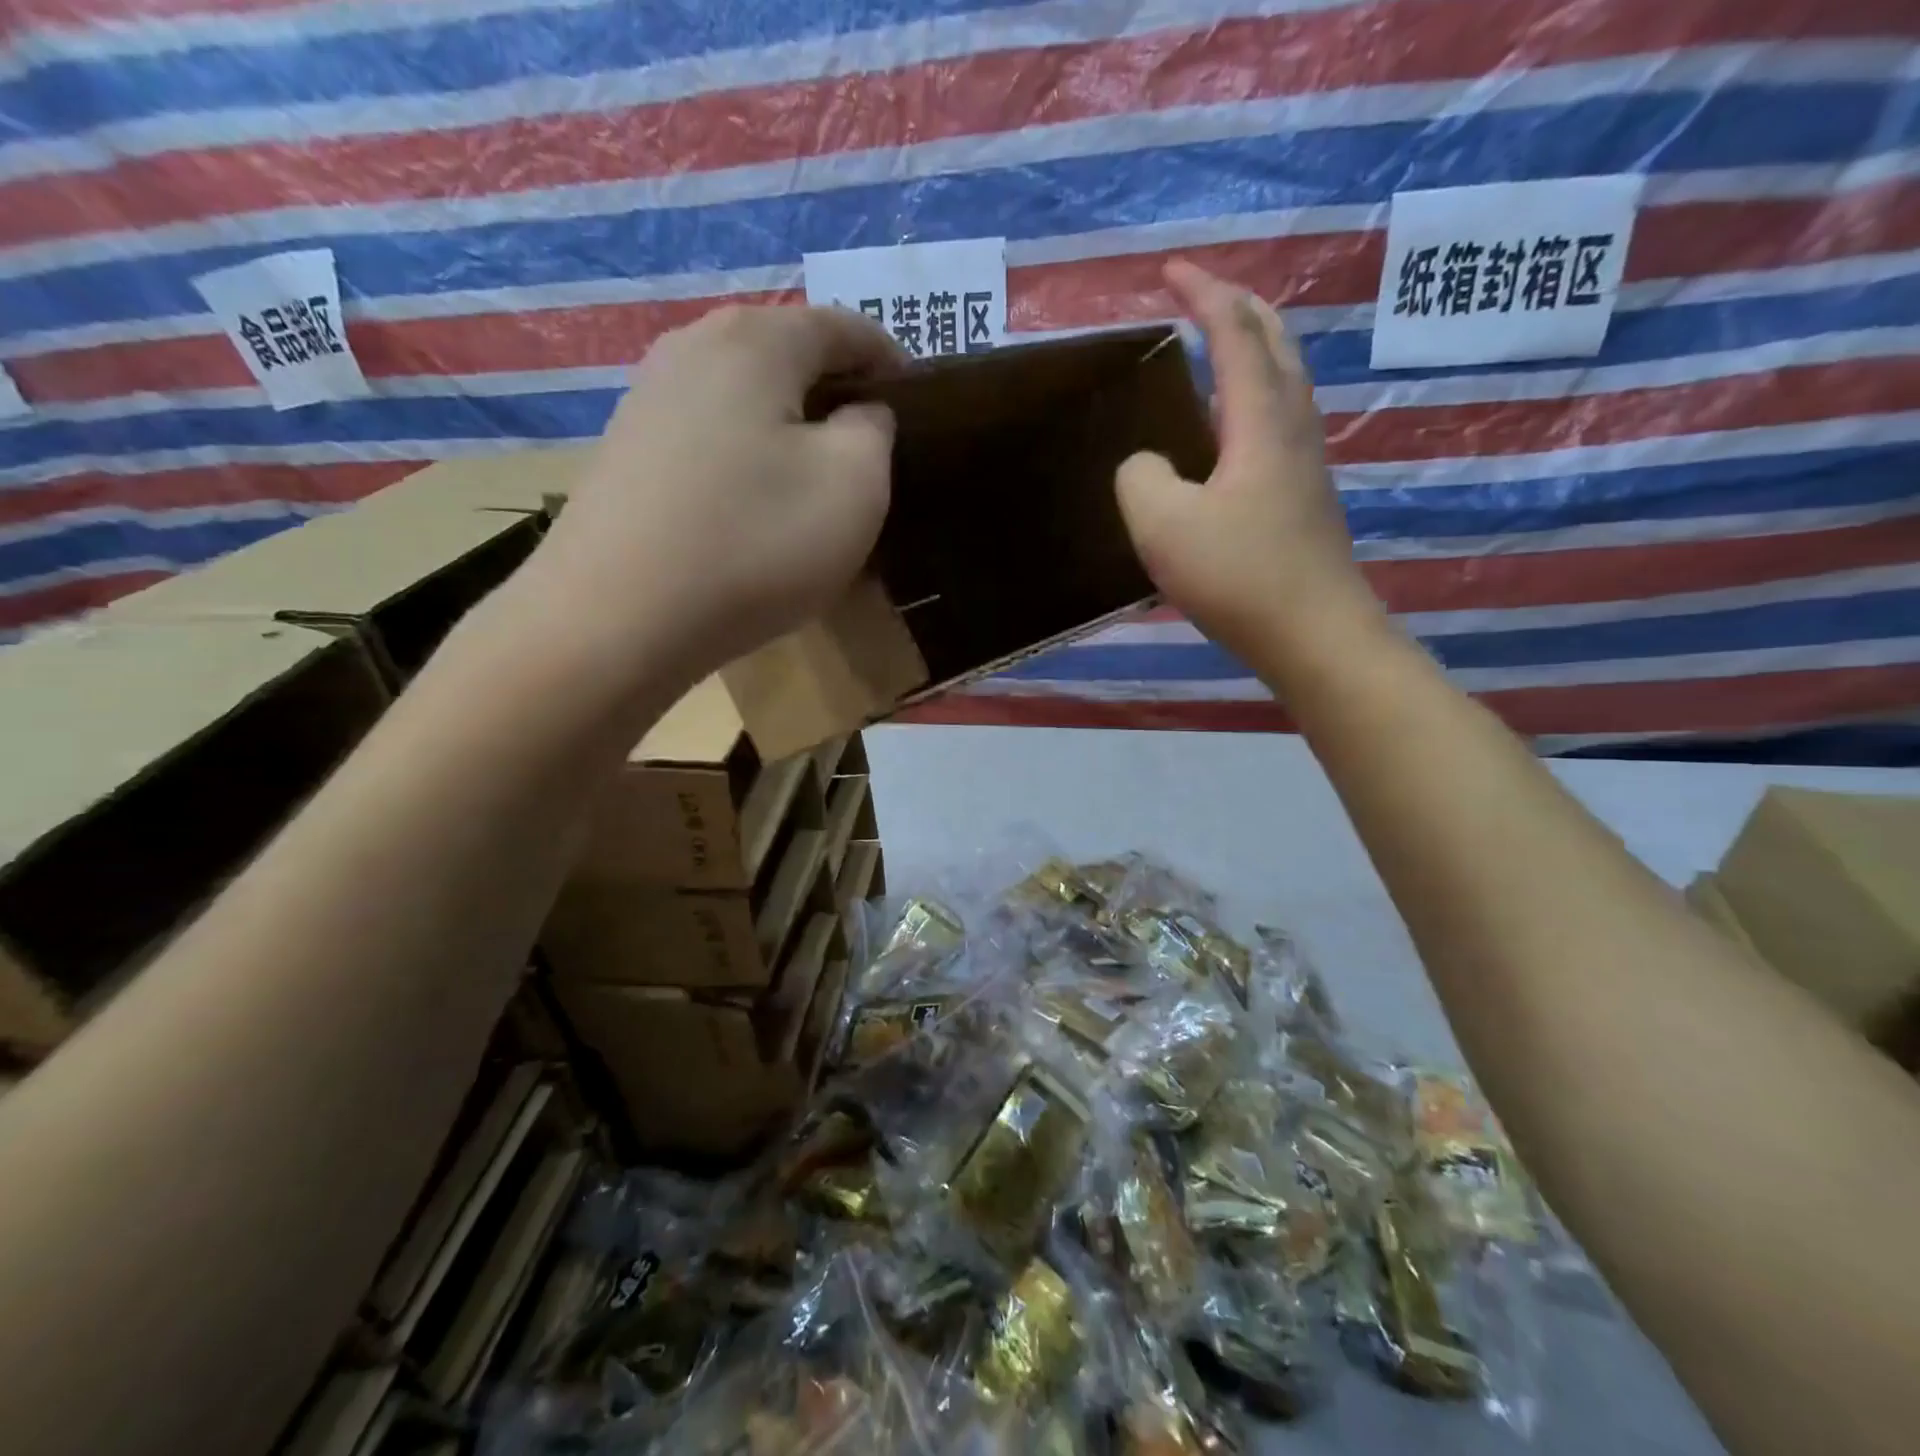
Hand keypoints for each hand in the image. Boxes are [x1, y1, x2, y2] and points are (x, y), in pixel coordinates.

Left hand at [532, 303, 904, 685]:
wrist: (618, 618)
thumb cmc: (756, 542)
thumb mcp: (854, 484)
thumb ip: (874, 430)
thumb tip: (859, 413)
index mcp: (756, 340)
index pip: (843, 327)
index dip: (890, 360)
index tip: (918, 402)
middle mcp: (693, 347)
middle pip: (787, 355)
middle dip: (836, 394)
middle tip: (871, 449)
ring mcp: (648, 398)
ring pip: (745, 398)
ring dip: (789, 429)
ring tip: (815, 481)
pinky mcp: (625, 451)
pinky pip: (709, 436)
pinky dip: (747, 457)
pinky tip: (755, 506)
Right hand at [1115, 260, 1383, 673]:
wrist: (1314, 634)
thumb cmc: (1238, 575)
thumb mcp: (1162, 525)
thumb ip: (1140, 478)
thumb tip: (1146, 465)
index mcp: (1260, 420)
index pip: (1234, 334)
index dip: (1203, 296)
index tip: (1170, 271)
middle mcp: (1292, 428)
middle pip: (1277, 343)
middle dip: (1239, 308)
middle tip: (1204, 296)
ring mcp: (1305, 464)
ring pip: (1285, 382)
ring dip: (1254, 350)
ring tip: (1219, 350)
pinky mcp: (1304, 499)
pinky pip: (1280, 422)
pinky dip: (1254, 398)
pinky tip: (1232, 430)